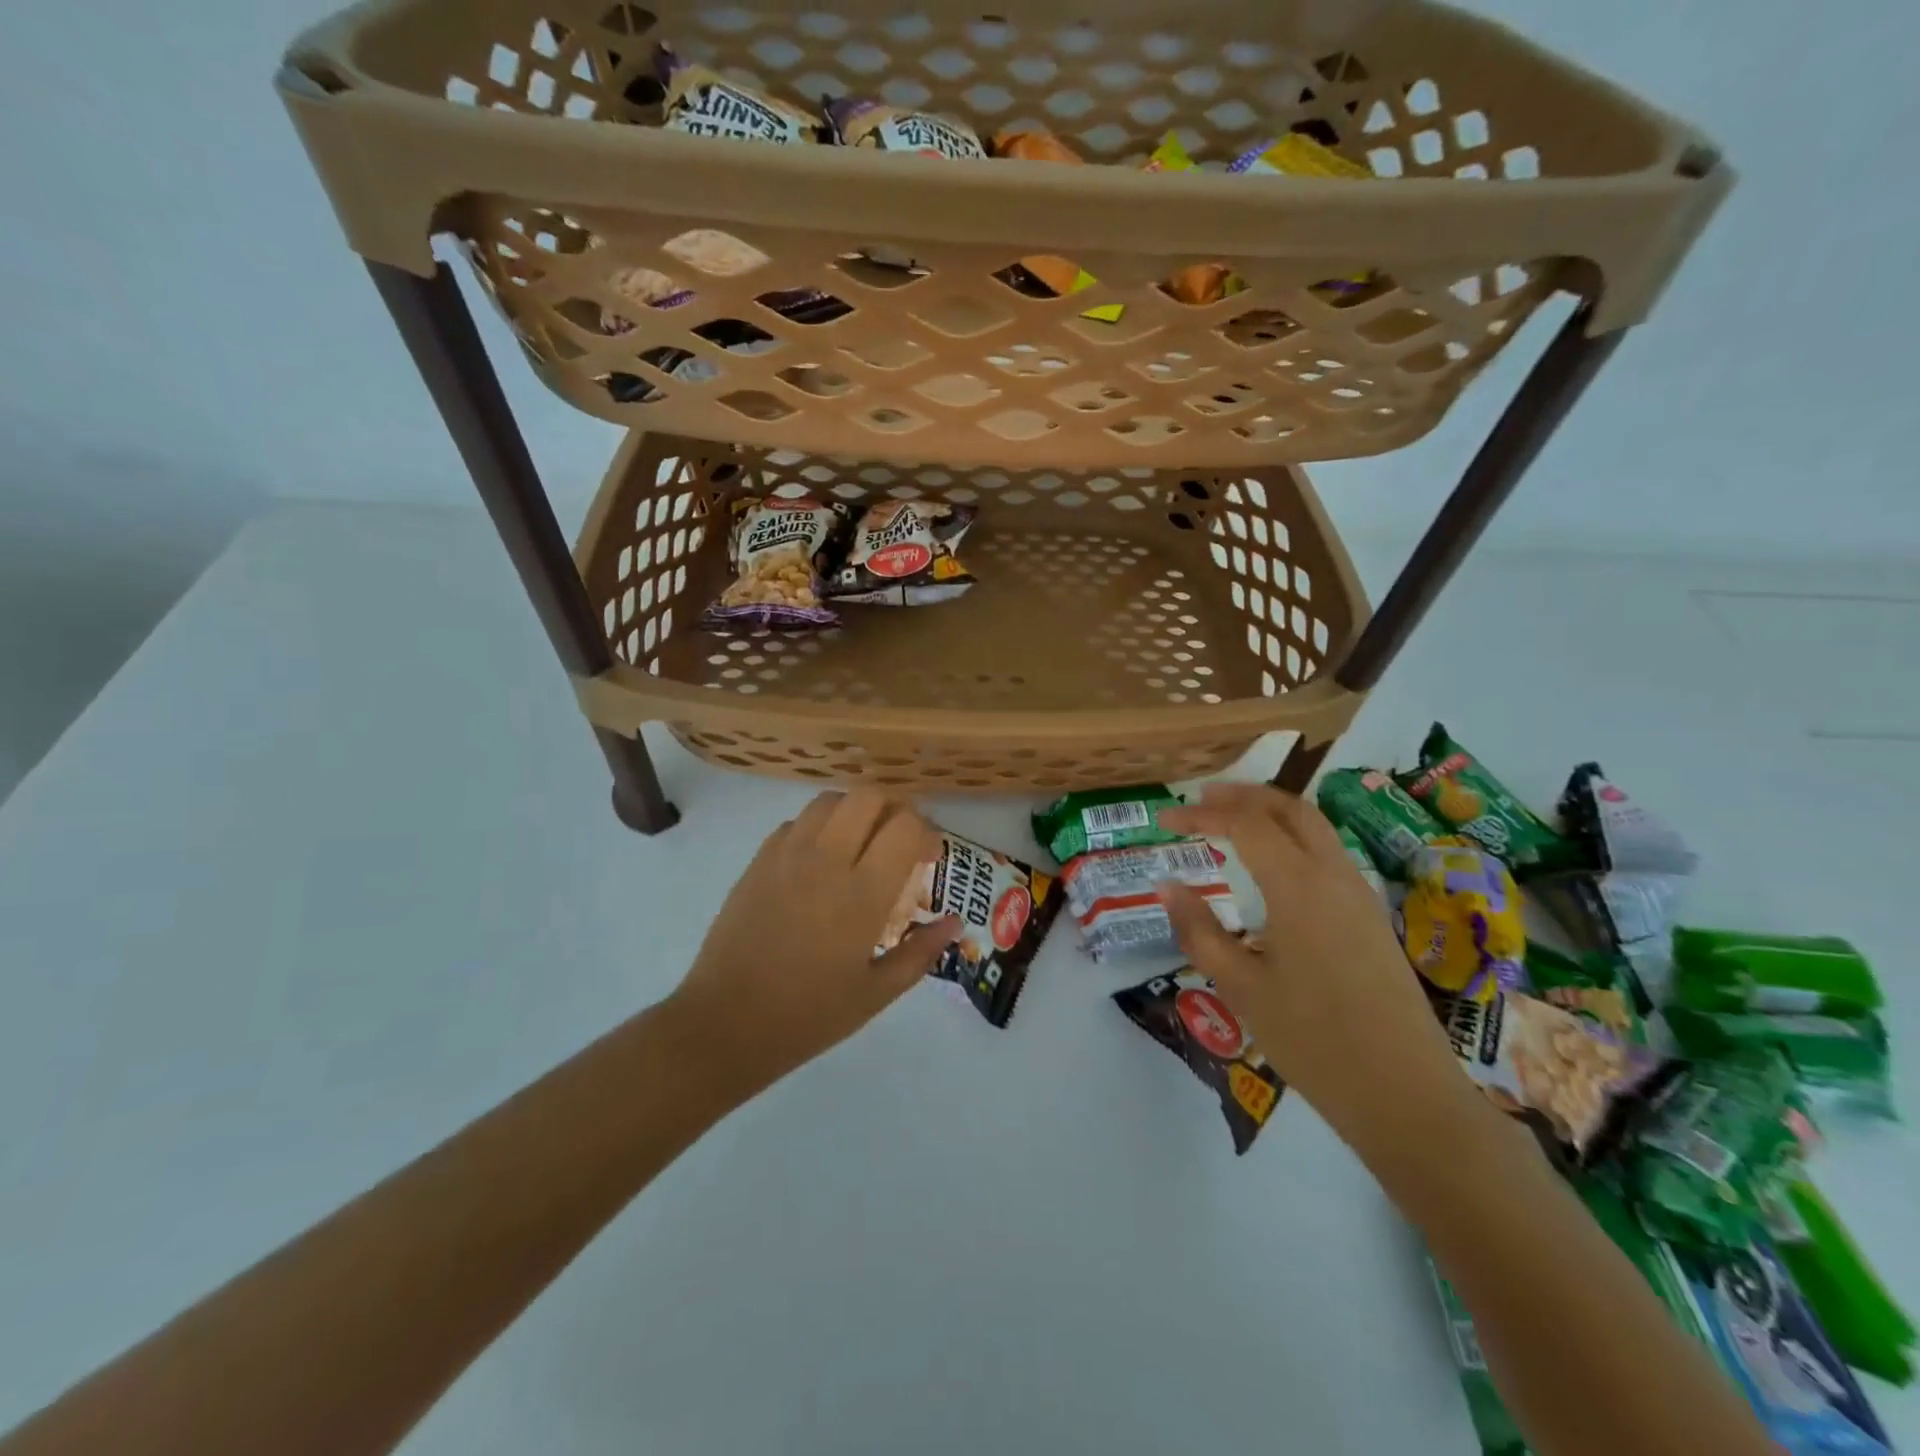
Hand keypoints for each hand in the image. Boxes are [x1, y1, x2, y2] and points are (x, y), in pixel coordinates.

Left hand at [666, 790, 958, 1095]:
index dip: (926, 833)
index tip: (928, 858)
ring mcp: (787, 855)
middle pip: (869, 797)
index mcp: (862, 893)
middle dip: (894, 809)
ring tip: (860, 843)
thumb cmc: (809, 1015)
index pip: (905, 826)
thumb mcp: (876, 993)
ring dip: (855, 812)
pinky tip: (820, 860)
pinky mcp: (759, 861)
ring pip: (830, 801)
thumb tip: (955, 922)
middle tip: (898, 842)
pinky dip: (819, 827)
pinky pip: (796, 822)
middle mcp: (827, 860)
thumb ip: (921, 951)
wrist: (726, 1023)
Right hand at [1158, 783, 1486, 1170]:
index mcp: (1298, 886)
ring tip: (1231, 822)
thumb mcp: (1241, 987)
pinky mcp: (1371, 917)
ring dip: (1271, 812)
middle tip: (1201, 799)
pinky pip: (1328, 853)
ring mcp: (1359, 894)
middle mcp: (1333, 875)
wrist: (1407, 1094)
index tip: (1164, 818)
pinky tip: (1272, 866)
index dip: (1200, 814)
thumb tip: (1167, 886)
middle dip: (1243, 795)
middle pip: (1289, 808)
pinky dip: (1293, 837)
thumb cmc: (1313, 1041)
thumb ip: (1200, 930)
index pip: (1243, 824)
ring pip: (1315, 827)